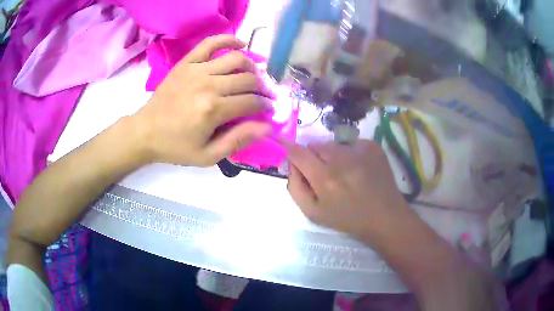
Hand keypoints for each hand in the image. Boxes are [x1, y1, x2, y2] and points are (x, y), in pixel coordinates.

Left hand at [133, 34, 274, 166]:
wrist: (145, 132)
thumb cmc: (175, 147)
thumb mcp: (208, 155)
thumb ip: (238, 140)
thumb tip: (267, 127)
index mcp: (213, 110)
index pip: (251, 102)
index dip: (265, 106)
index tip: (268, 109)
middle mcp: (208, 84)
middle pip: (248, 79)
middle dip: (262, 88)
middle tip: (263, 95)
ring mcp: (197, 70)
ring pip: (236, 59)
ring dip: (251, 66)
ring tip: (253, 75)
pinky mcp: (187, 62)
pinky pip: (211, 43)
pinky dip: (228, 40)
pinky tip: (239, 45)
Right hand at [282, 139, 411, 242]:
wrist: (385, 216)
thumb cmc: (347, 219)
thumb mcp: (313, 213)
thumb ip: (295, 187)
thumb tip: (292, 164)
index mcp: (325, 179)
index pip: (298, 153)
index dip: (287, 147)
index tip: (281, 142)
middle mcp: (342, 159)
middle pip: (315, 146)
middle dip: (313, 157)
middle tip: (323, 174)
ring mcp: (360, 150)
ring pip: (333, 144)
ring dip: (332, 155)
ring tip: (344, 173)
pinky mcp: (373, 146)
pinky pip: (351, 143)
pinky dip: (349, 153)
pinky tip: (358, 169)